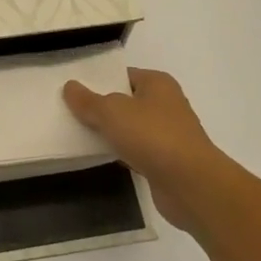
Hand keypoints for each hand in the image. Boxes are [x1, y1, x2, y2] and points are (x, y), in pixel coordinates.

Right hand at [63, 68, 224, 231]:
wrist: (191, 185)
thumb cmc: (153, 137)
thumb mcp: (112, 112)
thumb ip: (88, 100)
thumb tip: (69, 86)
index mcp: (157, 83)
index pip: (122, 75)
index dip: (98, 80)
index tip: (72, 89)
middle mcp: (166, 104)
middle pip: (125, 101)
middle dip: (101, 108)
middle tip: (69, 112)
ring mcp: (168, 134)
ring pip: (130, 128)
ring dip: (110, 133)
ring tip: (78, 135)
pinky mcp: (166, 161)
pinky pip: (136, 151)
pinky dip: (120, 154)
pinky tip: (100, 158)